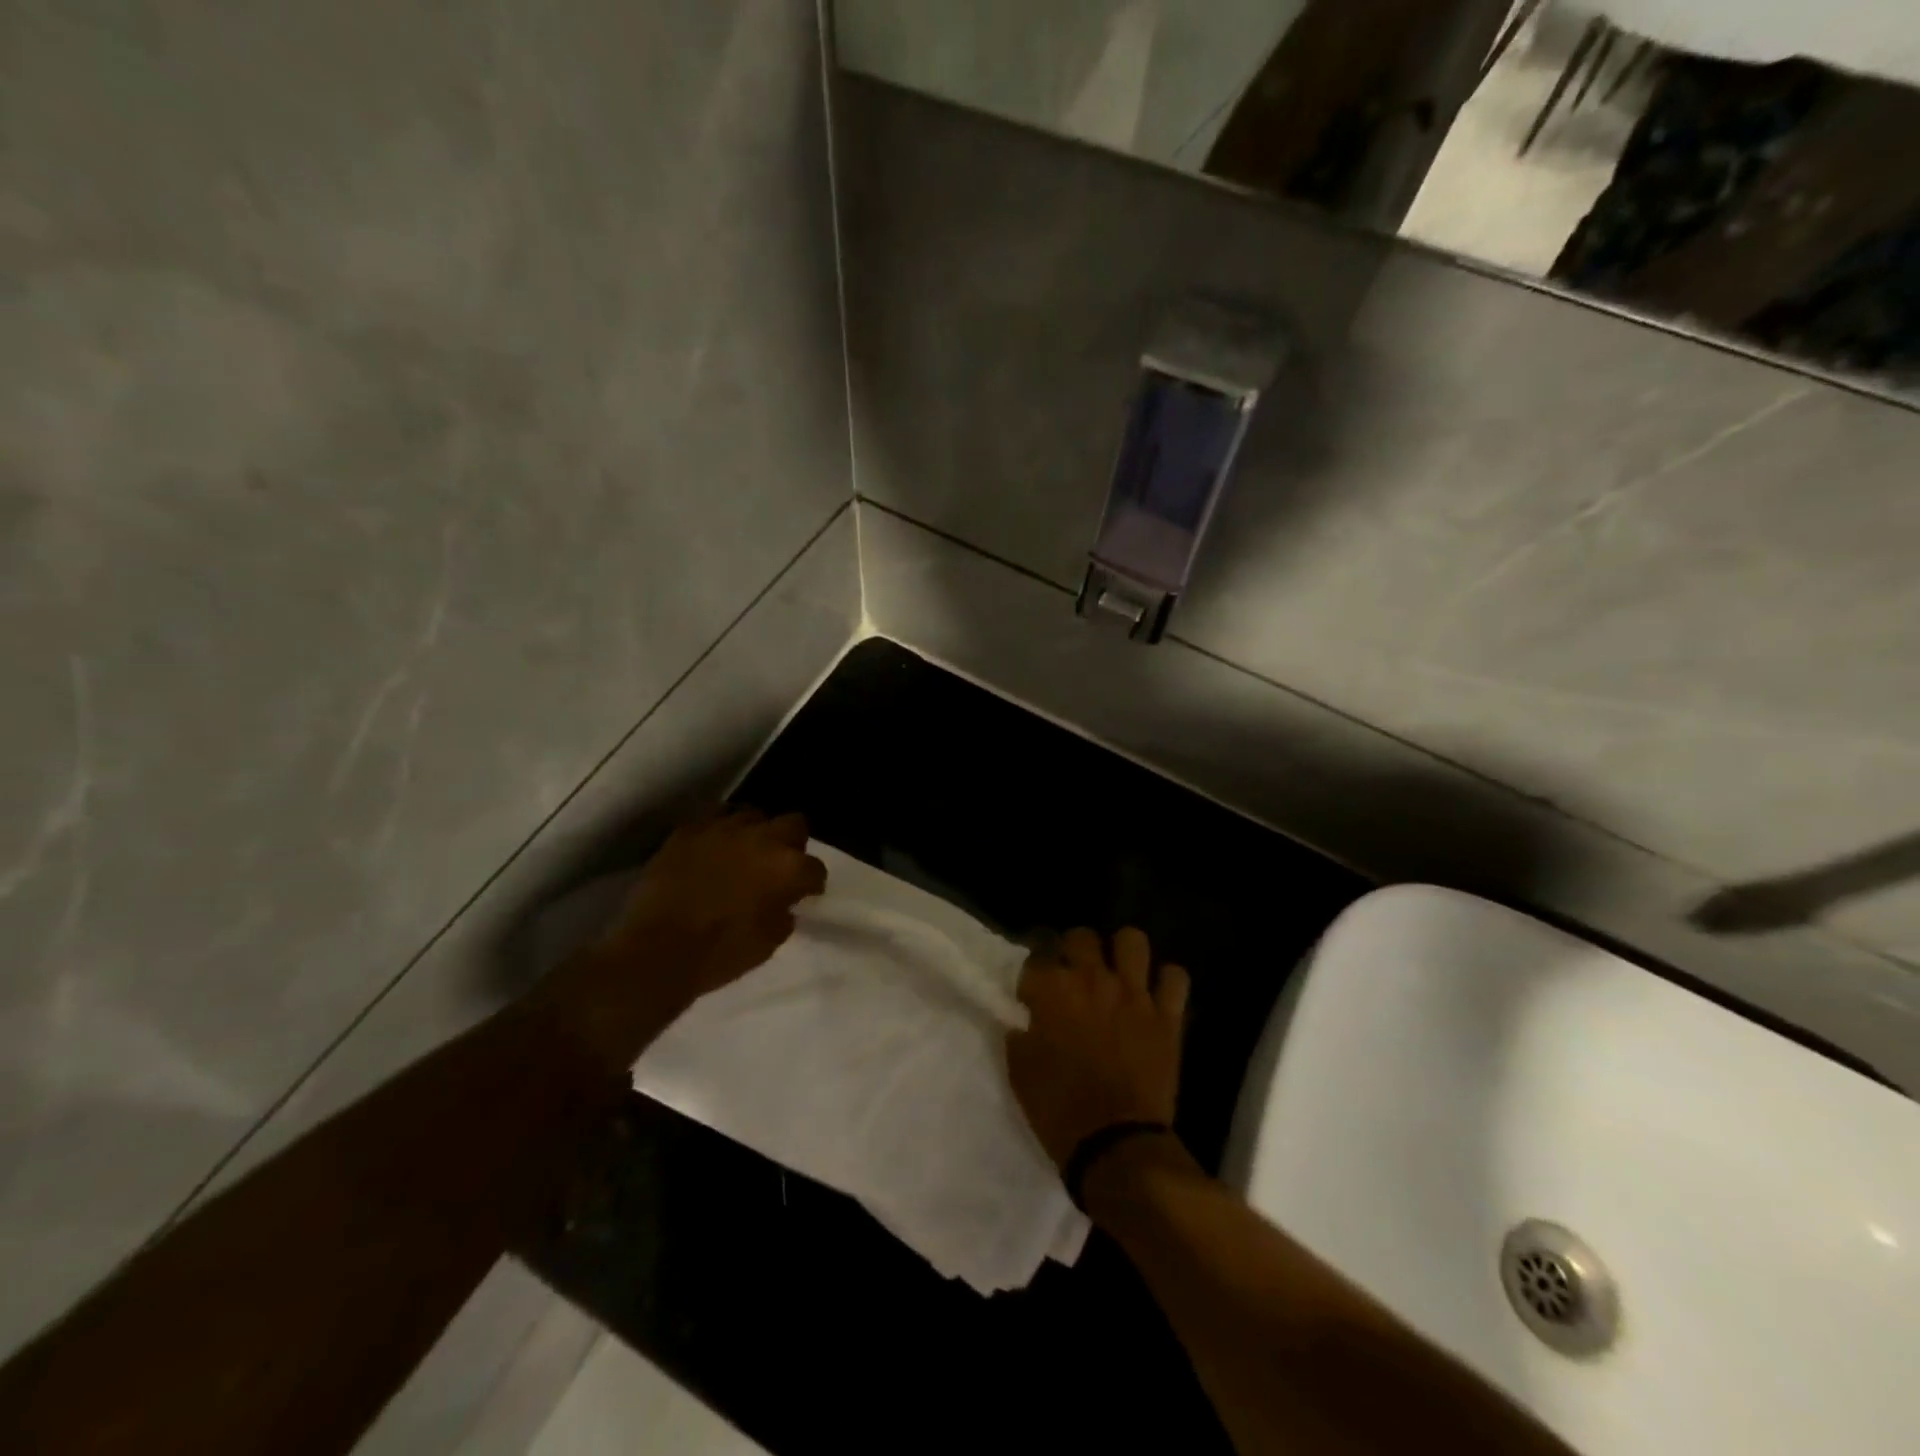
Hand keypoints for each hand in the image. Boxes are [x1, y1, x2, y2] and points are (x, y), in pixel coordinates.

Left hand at [601, 809, 826, 1002]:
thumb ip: (784, 913)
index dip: (811, 883)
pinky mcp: (689, 830)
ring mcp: (723, 828)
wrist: (656, 952)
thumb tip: (783, 901)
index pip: (815, 868)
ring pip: (753, 815)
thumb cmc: (720, 954)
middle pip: (794, 824)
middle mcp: (761, 838)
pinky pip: (714, 819)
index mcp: (787, 868)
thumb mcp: (769, 943)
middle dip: (792, 843)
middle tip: (779, 865)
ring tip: (745, 851)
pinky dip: (720, 832)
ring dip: (756, 832)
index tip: (804, 894)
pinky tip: (714, 850)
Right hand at [1006, 927, 1189, 1169]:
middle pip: (1081, 937)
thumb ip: (1020, 1035)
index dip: (1034, 975)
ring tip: (1118, 973)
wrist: (1115, 1145)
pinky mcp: (1167, 1015)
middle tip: (1075, 976)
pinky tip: (1156, 994)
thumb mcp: (1020, 1072)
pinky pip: (1175, 978)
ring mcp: (1134, 994)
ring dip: (1123, 953)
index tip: (1034, 994)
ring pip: (1132, 940)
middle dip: (1075, 950)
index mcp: (1053, 991)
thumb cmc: (1058, 1109)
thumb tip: (1024, 1022)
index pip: (1036, 958)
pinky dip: (1167, 982)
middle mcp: (1093, 980)